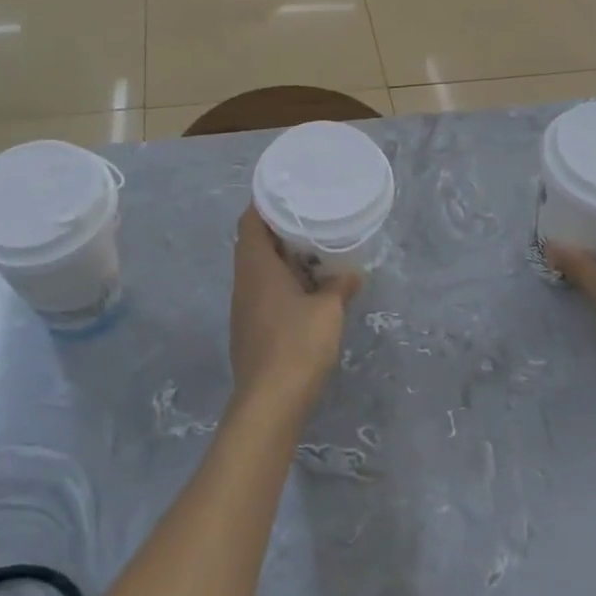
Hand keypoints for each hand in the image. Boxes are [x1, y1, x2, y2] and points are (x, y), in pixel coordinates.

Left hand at [229, 205, 361, 419]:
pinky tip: (307, 289)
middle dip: (280, 230)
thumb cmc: (298, 344)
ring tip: (314, 251)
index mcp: (256, 266)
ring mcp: (244, 307)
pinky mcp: (251, 329)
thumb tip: (351, 274)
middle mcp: (244, 282)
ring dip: (283, 259)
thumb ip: (339, 286)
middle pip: (254, 243)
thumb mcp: (328, 310)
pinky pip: (264, 292)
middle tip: (310, 218)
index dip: (265, 203)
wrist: (270, 402)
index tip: (289, 193)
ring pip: (259, 270)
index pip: (250, 221)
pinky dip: (283, 282)